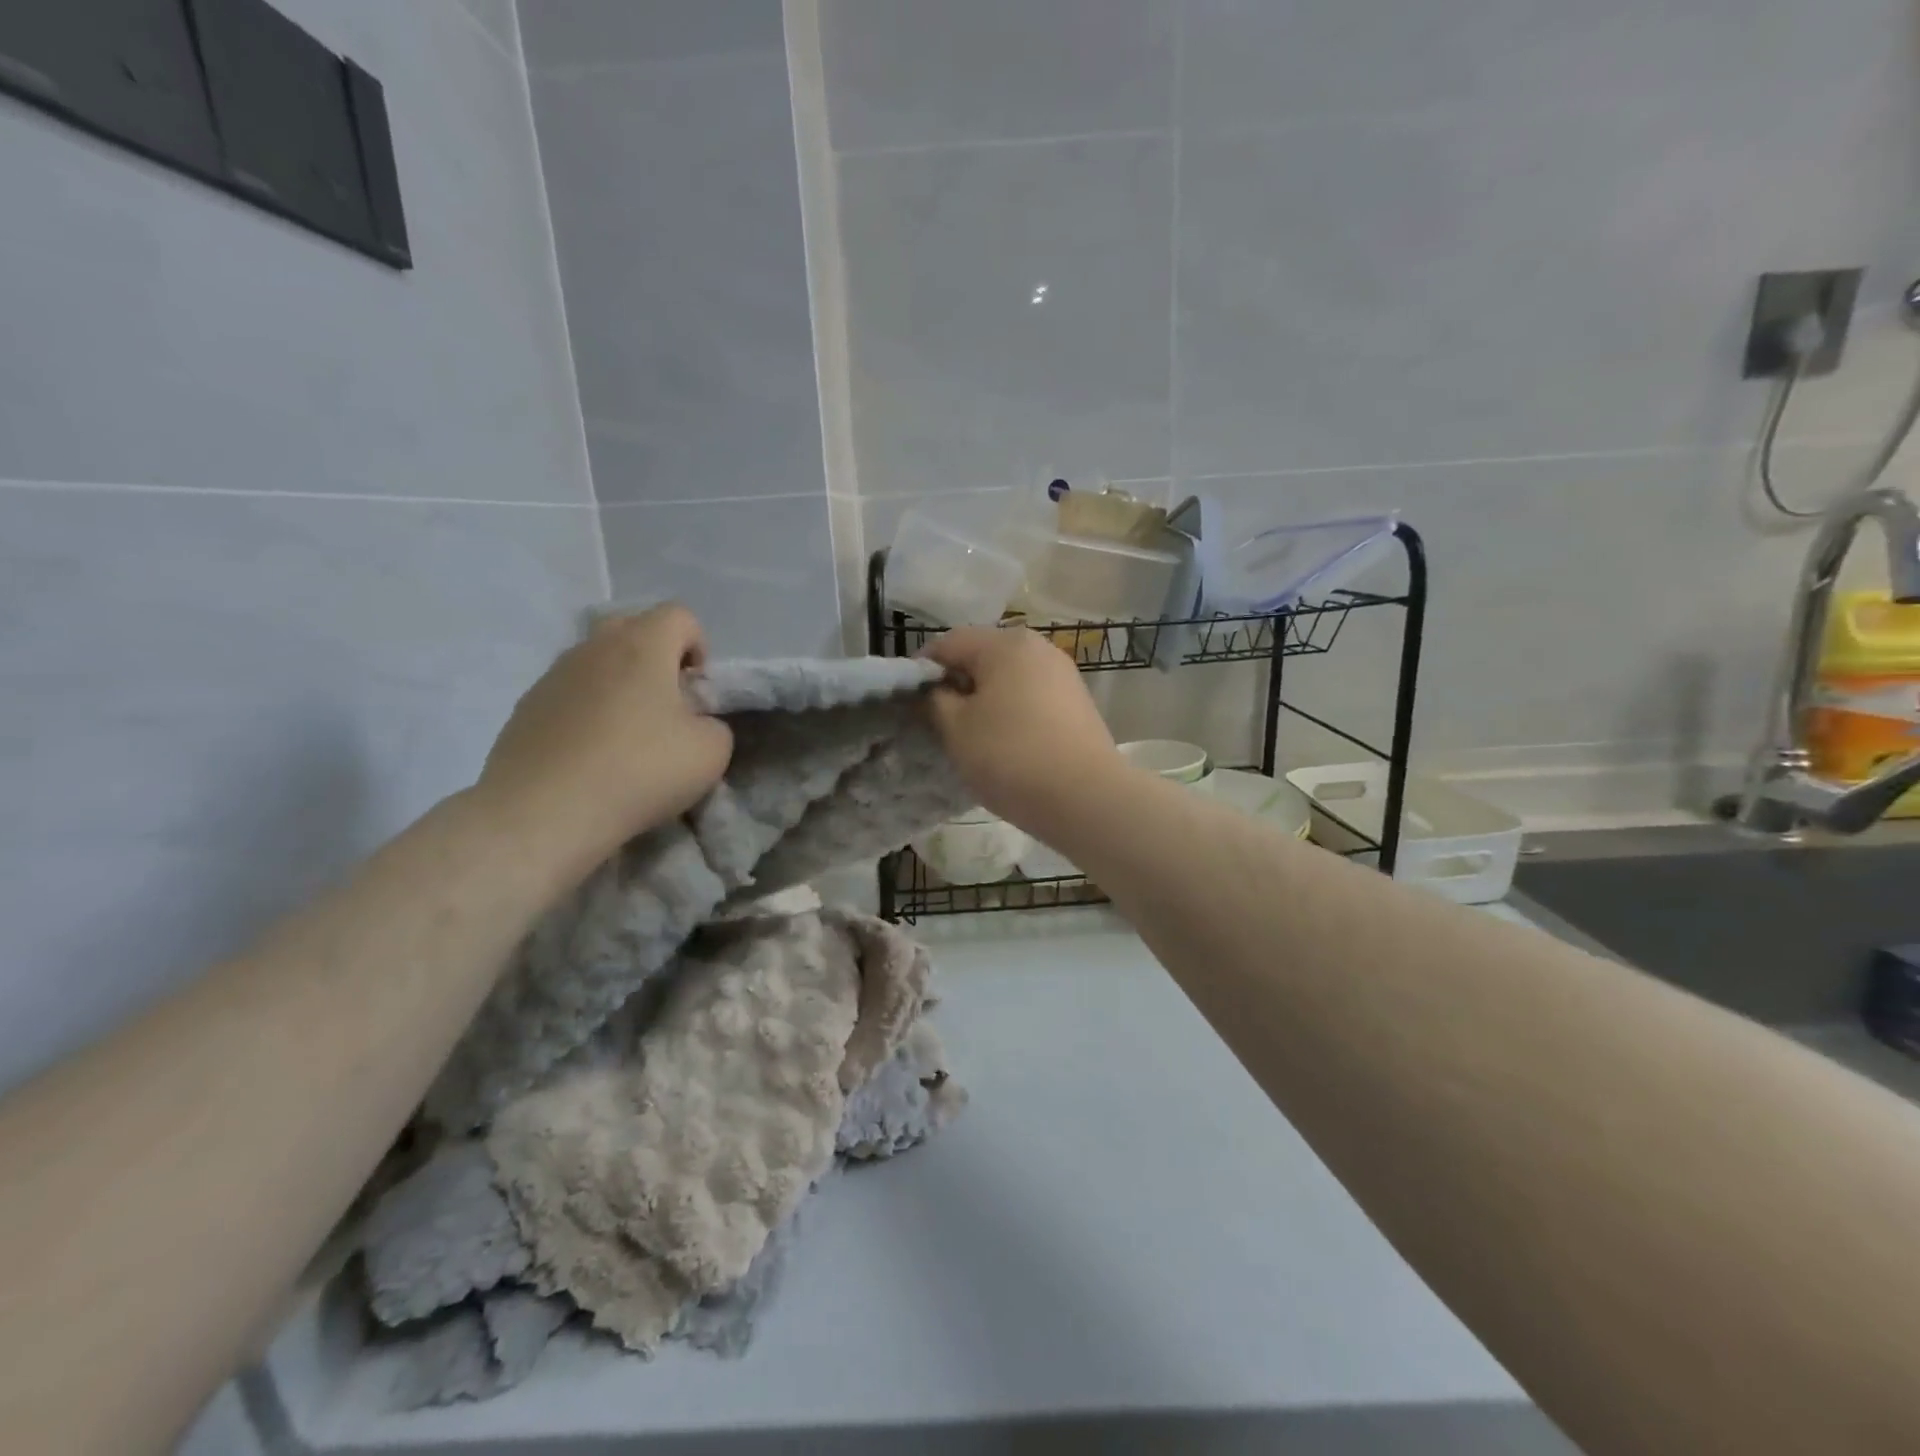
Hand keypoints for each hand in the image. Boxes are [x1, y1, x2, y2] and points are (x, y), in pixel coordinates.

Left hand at [475, 604, 732, 875]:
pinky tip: (591, 756)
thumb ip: (715, 725)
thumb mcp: (711, 752)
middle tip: (666, 706)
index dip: (699, 647)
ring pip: (597, 661)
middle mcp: (594, 647)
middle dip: (656, 657)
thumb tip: (694, 724)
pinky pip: (569, 693)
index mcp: (643, 645)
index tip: (697, 692)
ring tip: (626, 736)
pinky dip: (587, 711)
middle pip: (633, 628)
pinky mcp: (526, 707)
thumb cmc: (639, 771)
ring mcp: (553, 675)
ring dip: (619, 684)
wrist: (543, 812)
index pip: (680, 615)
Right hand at [924, 625, 1123, 835]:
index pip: (947, 643)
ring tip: (973, 737)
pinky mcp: (1077, 702)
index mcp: (1005, 643)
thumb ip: (934, 699)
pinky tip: (1007, 744)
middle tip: (940, 724)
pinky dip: (1011, 712)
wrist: (1086, 798)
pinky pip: (1031, 696)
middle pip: (981, 656)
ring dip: (984, 700)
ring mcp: (1063, 674)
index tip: (910, 705)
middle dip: (956, 685)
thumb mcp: (956, 729)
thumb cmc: (1010, 756)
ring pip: (1008, 678)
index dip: (921, 671)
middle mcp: (1038, 646)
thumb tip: (932, 688)